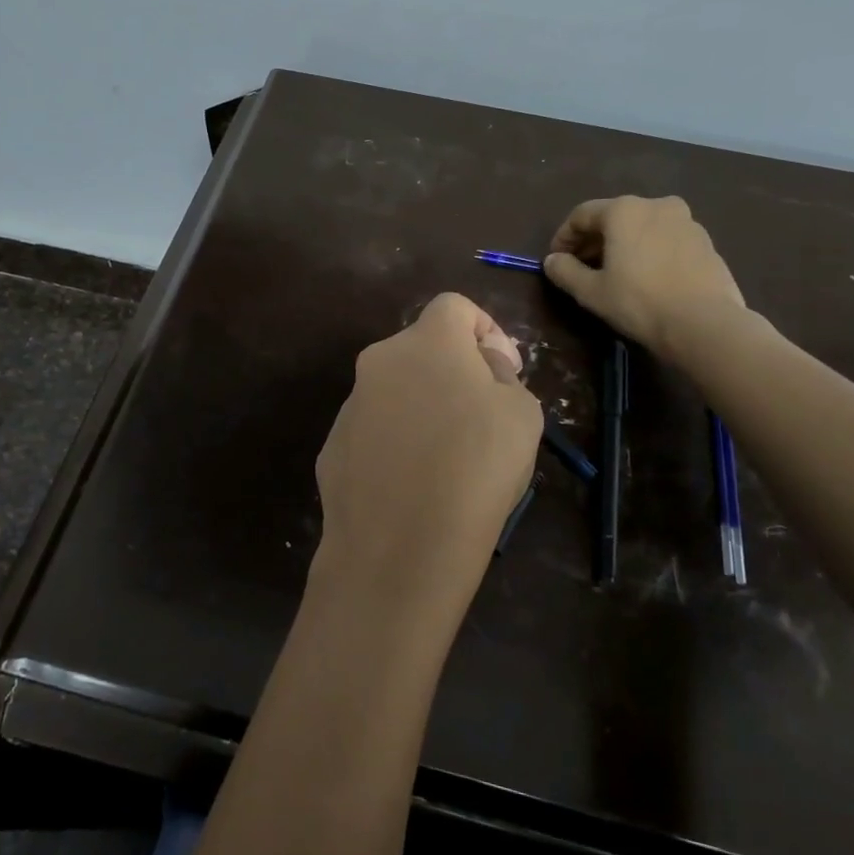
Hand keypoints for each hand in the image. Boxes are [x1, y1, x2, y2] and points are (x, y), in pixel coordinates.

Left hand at [313, 293, 542, 630]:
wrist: (398, 548)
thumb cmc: (475, 469)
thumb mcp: (521, 414)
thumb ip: (502, 376)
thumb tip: (482, 369)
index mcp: (426, 342)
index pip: (454, 306)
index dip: (486, 330)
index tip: (504, 371)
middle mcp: (378, 362)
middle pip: (422, 349)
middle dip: (454, 372)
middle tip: (482, 418)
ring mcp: (349, 405)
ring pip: (396, 391)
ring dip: (423, 409)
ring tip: (449, 461)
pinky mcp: (332, 447)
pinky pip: (375, 432)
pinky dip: (396, 444)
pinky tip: (414, 486)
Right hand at [542, 196, 746, 360]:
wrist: (705, 323)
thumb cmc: (639, 301)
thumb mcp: (591, 291)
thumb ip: (565, 271)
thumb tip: (552, 261)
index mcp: (624, 210)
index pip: (582, 215)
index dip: (563, 237)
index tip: (556, 260)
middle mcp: (656, 205)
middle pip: (614, 217)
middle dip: (594, 240)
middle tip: (582, 267)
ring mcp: (686, 221)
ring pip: (643, 227)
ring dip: (623, 244)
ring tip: (615, 273)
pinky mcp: (706, 242)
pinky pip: (666, 239)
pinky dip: (649, 251)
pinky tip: (646, 277)